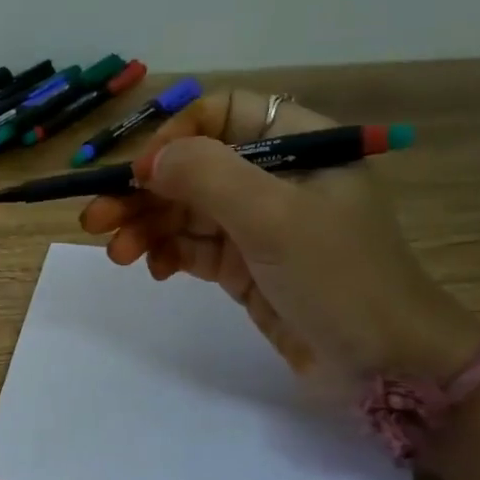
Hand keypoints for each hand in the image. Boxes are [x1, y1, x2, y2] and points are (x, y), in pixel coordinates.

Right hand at [78, 90, 479, 388]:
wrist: (384, 365)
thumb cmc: (339, 279)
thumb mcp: (275, 219)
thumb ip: (209, 178)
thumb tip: (149, 162)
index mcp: (299, 146)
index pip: (224, 114)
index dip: (176, 138)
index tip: (140, 176)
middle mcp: (276, 179)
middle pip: (194, 168)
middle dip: (144, 193)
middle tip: (95, 221)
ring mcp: (260, 226)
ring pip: (187, 212)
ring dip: (147, 228)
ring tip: (116, 255)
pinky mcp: (246, 268)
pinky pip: (194, 249)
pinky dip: (169, 255)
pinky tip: (153, 271)